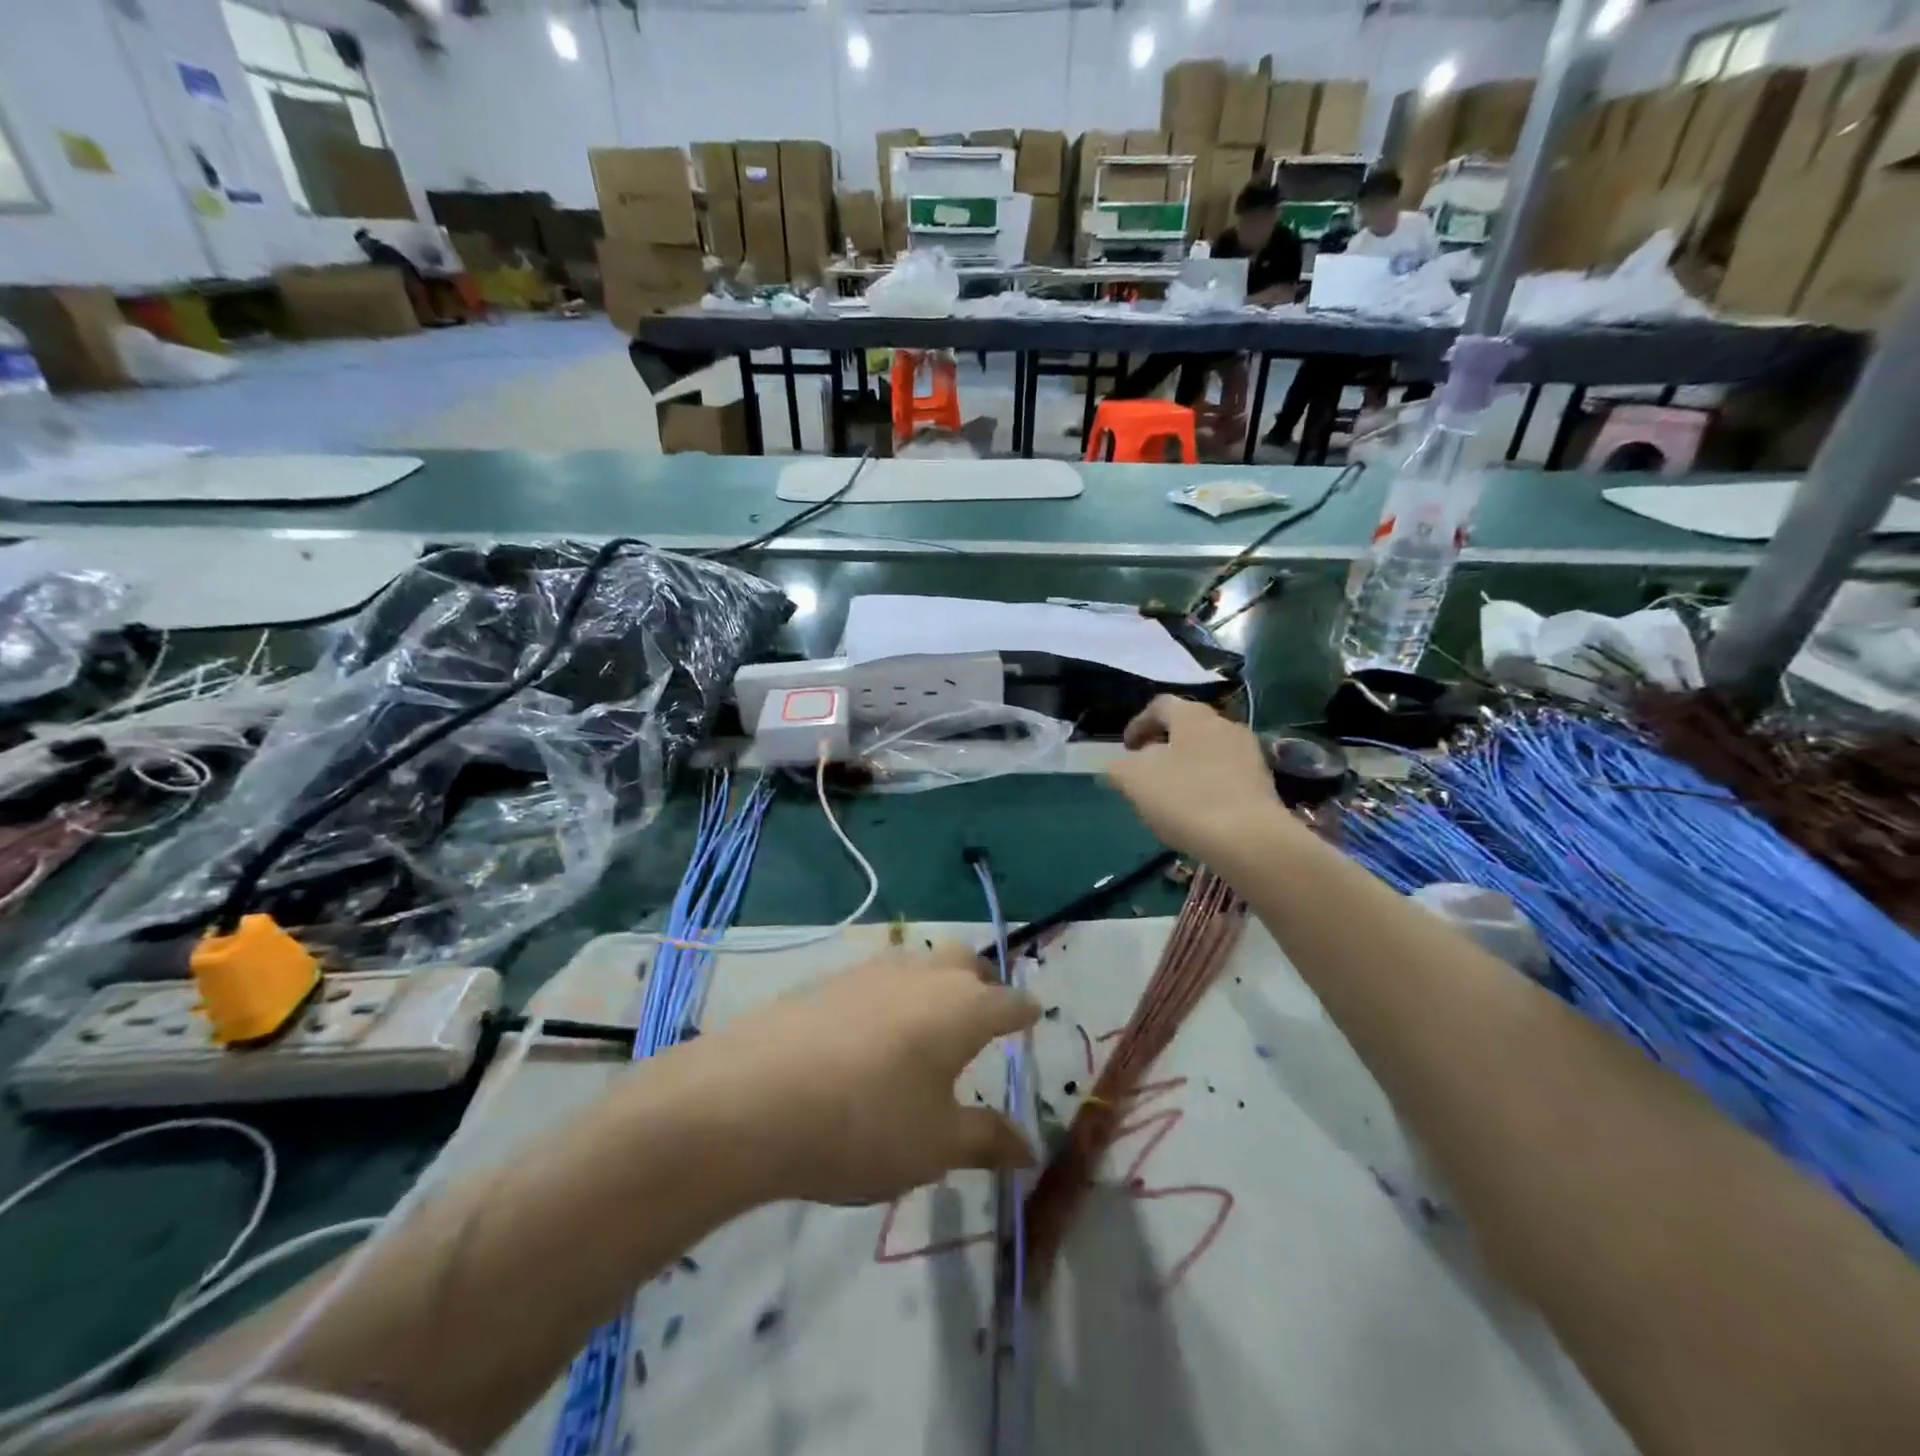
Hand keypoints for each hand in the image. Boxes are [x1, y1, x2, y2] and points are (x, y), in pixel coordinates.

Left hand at [694, 944, 1039, 1204]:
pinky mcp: (829, 979)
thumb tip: (1030, 1149)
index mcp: (963, 1009)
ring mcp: (872, 971)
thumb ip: (986, 1140)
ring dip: (933, 983)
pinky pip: (877, 977)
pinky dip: (890, 995)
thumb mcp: (934, 1146)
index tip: (1031, 1020)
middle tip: (980, 1018)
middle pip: (965, 962)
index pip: (1011, 1002)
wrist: (754, 1098)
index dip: (1025, 1013)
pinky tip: (869, 1034)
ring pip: (919, 962)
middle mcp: (923, 976)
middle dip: (981, 984)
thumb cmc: (865, 1125)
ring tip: (926, 1025)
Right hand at [1107, 694, 1283, 863]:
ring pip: (1207, 752)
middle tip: (1145, 771)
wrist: (1248, 838)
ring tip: (1170, 795)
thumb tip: (1119, 765)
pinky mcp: (1263, 782)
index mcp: (1192, 715)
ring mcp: (1248, 752)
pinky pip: (1226, 775)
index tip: (1125, 749)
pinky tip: (1198, 811)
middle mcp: (1224, 724)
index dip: (1137, 724)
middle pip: (1186, 728)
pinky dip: (1207, 785)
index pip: (1159, 706)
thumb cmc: (1185, 798)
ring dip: (1186, 767)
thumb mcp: (1134, 780)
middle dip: (1163, 747)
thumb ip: (1119, 767)